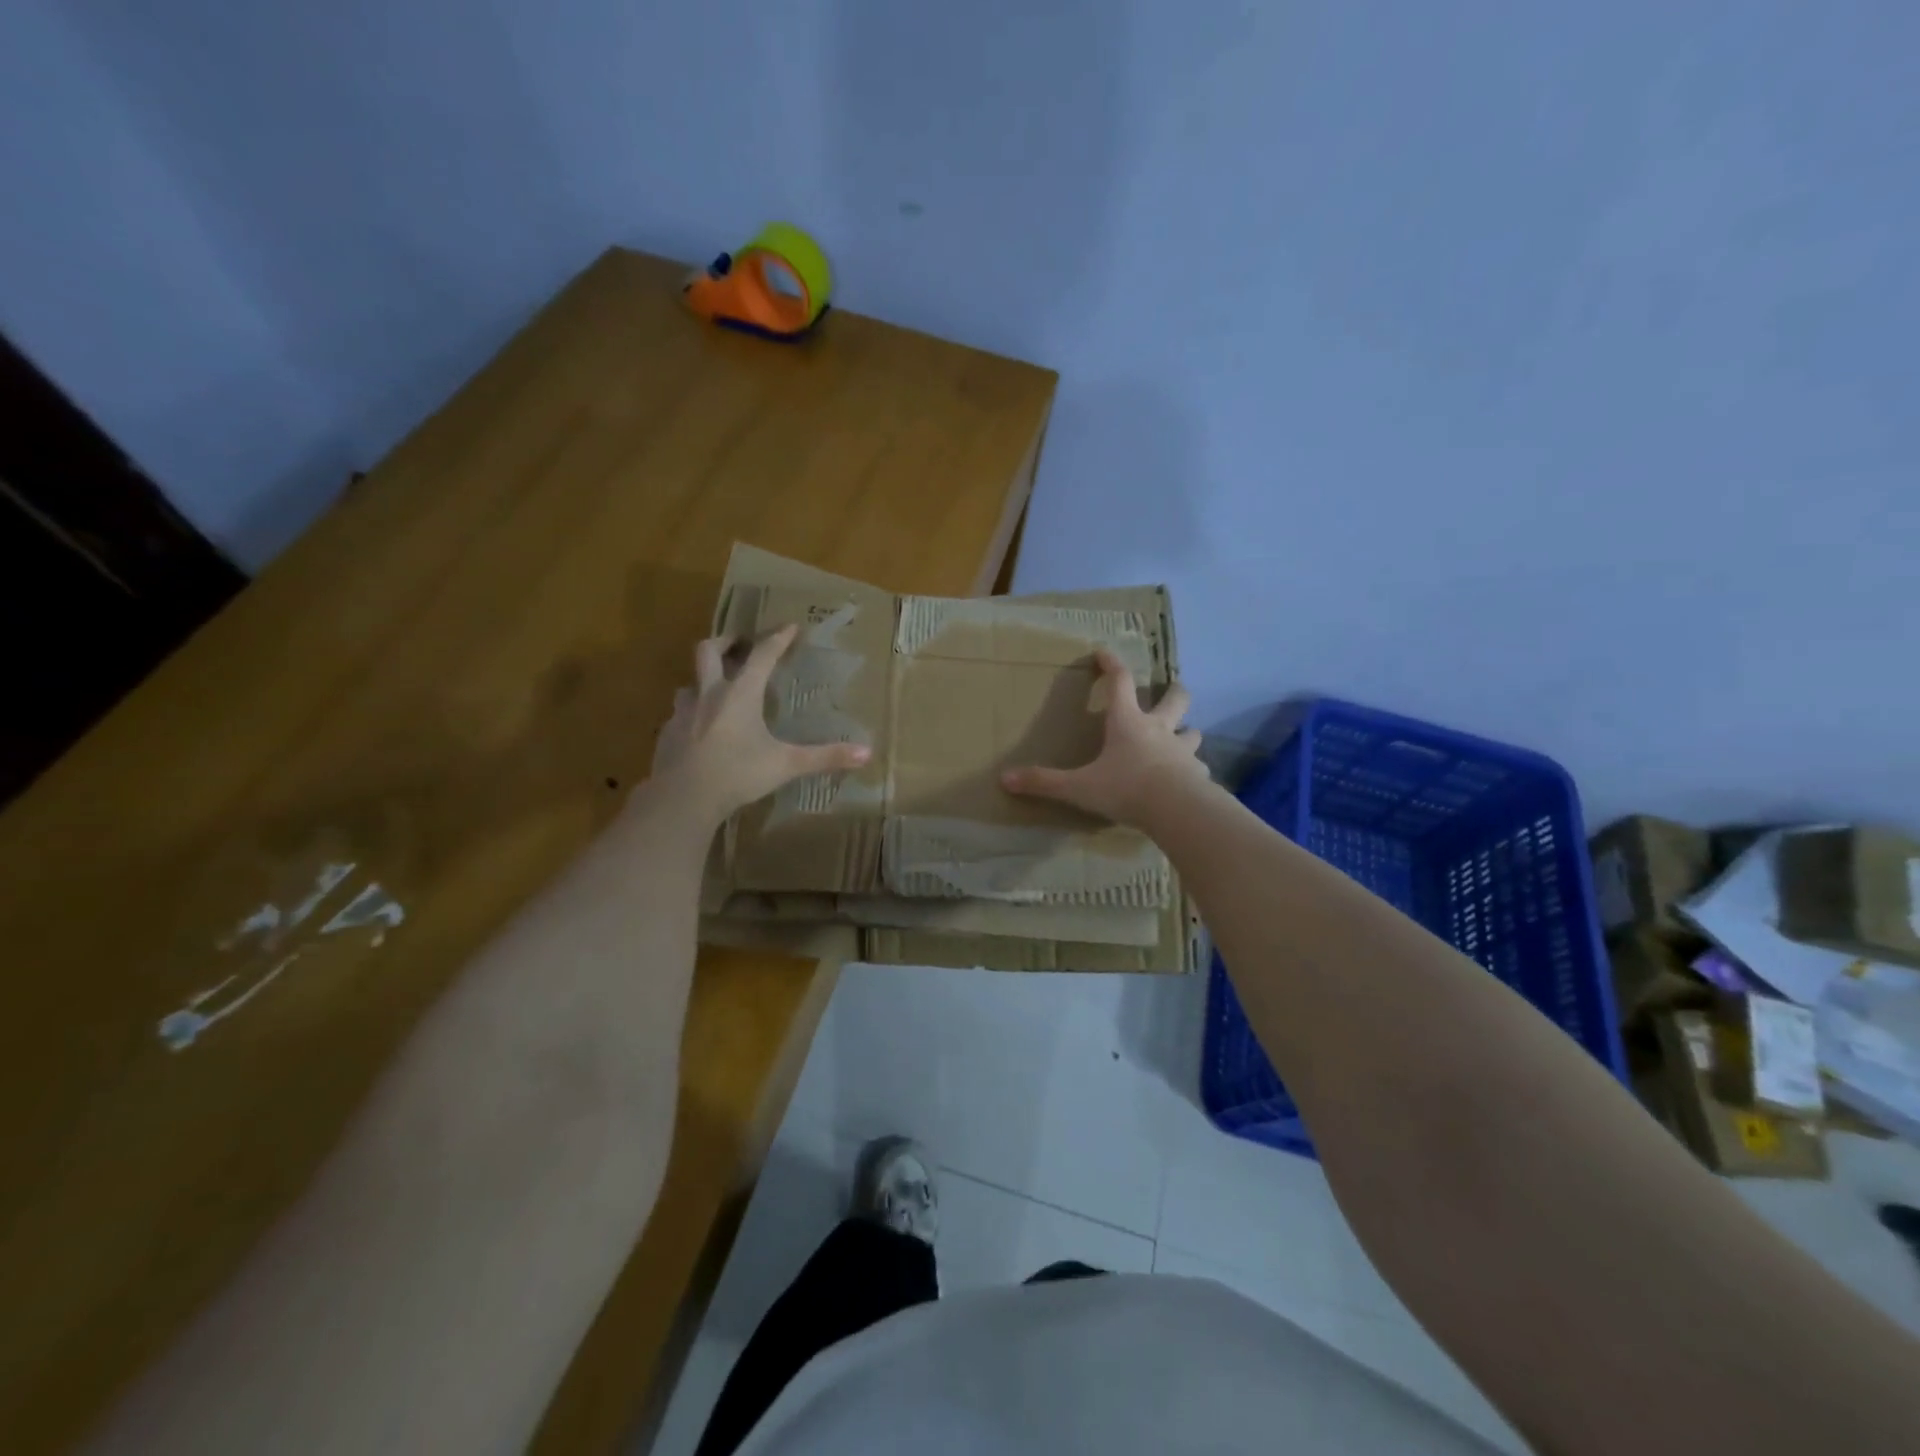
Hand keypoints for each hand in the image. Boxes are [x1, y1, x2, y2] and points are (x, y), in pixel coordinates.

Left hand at [649, 625, 869, 821]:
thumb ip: (825, 757)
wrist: (682, 798)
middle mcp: (709, 694)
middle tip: (737, 643)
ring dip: (702, 681)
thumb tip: (867, 753)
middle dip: (725, 642)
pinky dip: (691, 715)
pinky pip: (679, 715)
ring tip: (715, 690)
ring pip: (689, 684)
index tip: (789, 626)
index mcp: (740, 694)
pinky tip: (699, 731)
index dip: (778, 639)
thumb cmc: (738, 773)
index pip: (762, 655)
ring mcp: (683, 713)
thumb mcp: (787, 764)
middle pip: (709, 651)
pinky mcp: (667, 734)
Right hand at [1000, 649, 1208, 826]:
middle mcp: (1158, 729)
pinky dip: (1192, 770)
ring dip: (1187, 732)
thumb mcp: (1079, 787)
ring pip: (1192, 733)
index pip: (1119, 682)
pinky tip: (1188, 780)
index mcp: (1127, 723)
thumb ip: (1045, 782)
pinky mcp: (1197, 775)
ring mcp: (1182, 752)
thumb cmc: (1126, 788)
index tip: (1103, 651)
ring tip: (1183, 737)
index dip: (1110, 664)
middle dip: (1174, 692)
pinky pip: (1198, 768)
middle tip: (1173, 689)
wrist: (1177, 810)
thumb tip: (1005, 779)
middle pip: (1175, 699)